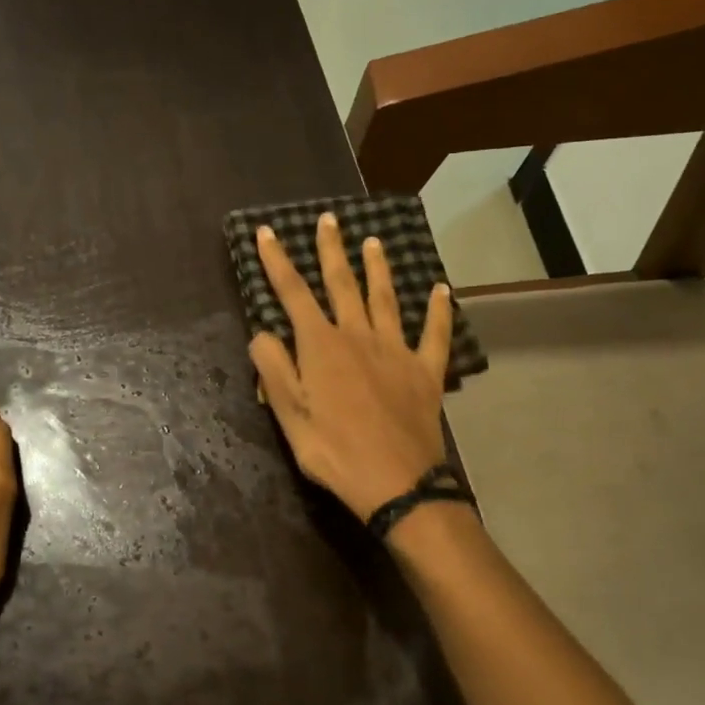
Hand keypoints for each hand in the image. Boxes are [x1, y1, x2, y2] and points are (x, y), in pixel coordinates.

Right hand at [249, 213, 453, 521]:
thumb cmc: (334, 451)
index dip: (277, 261)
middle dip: (331, 250)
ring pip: (385, 299)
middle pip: (342, 284)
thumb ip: (273, 368)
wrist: (397, 483)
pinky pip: (435, 334)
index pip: (293, 293)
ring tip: (373, 242)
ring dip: (378, 268)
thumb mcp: (289, 415)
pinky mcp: (425, 371)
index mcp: (321, 346)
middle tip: (328, 220)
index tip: (267, 232)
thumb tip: (262, 332)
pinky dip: (439, 311)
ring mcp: (396, 351)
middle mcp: (358, 336)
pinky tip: (442, 290)